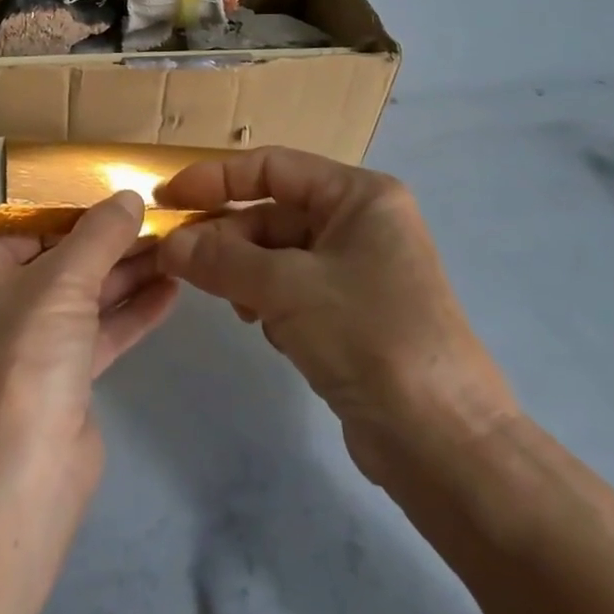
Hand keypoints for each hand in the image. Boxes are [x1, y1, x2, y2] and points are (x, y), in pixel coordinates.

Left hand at [0, 192, 178, 504]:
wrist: (15, 481)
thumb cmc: (21, 356)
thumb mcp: (62, 281)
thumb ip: (100, 234)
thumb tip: (128, 196)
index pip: (27, 222)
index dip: (75, 204)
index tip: (120, 188)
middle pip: (58, 256)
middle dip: (109, 240)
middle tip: (160, 215)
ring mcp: (25, 342)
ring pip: (82, 294)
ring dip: (127, 272)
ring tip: (176, 244)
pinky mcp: (59, 377)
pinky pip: (97, 330)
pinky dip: (130, 311)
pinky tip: (171, 290)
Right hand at [155, 148, 516, 486]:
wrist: (446, 446)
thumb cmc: (370, 337)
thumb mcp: (286, 288)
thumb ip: (221, 260)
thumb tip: (168, 244)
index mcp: (358, 196)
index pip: (272, 167)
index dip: (215, 178)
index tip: (167, 196)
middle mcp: (361, 223)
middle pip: (272, 212)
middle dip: (226, 236)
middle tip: (178, 260)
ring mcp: (358, 270)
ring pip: (278, 253)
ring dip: (244, 271)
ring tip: (226, 298)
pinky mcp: (353, 313)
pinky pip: (292, 288)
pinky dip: (267, 299)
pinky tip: (261, 326)